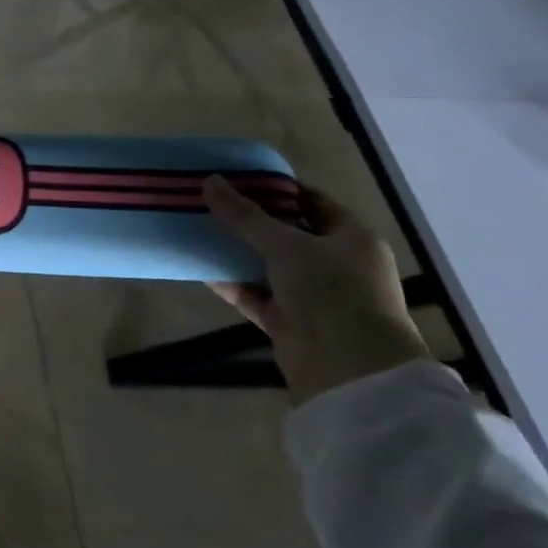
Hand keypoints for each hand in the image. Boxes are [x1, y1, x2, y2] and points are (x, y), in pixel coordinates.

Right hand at [203, 176, 428, 403]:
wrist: (349, 369)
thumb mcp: (286, 245)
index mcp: (350, 238)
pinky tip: (199, 267)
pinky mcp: (288, 321)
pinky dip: (230, 283)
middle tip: (209, 201)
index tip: (236, 178)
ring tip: (197, 229)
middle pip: (285, 233)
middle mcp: (334, 263)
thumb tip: (209, 182)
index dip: (276, 188)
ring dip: (235, 251)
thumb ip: (245, 216)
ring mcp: (311, 294)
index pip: (311, 201)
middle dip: (248, 219)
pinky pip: (254, 294)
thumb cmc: (331, 292)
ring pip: (266, 265)